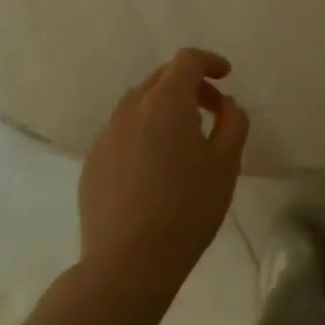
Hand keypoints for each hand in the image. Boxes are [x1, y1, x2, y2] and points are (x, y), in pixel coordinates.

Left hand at [79, 48, 248, 286]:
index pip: (186, 60)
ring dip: (164, 107)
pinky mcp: (92, 164)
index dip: (209, 61)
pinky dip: (143, 132)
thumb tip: (225, 104)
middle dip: (189, 84)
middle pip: (161, 78)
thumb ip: (232, 122)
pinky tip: (155, 167)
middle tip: (211, 109)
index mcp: (166, 102)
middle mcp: (131, 109)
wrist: (128, 264)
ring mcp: (106, 136)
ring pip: (138, 104)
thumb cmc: (187, 208)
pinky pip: (122, 132)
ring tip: (184, 138)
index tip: (226, 76)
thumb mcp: (226, 163)